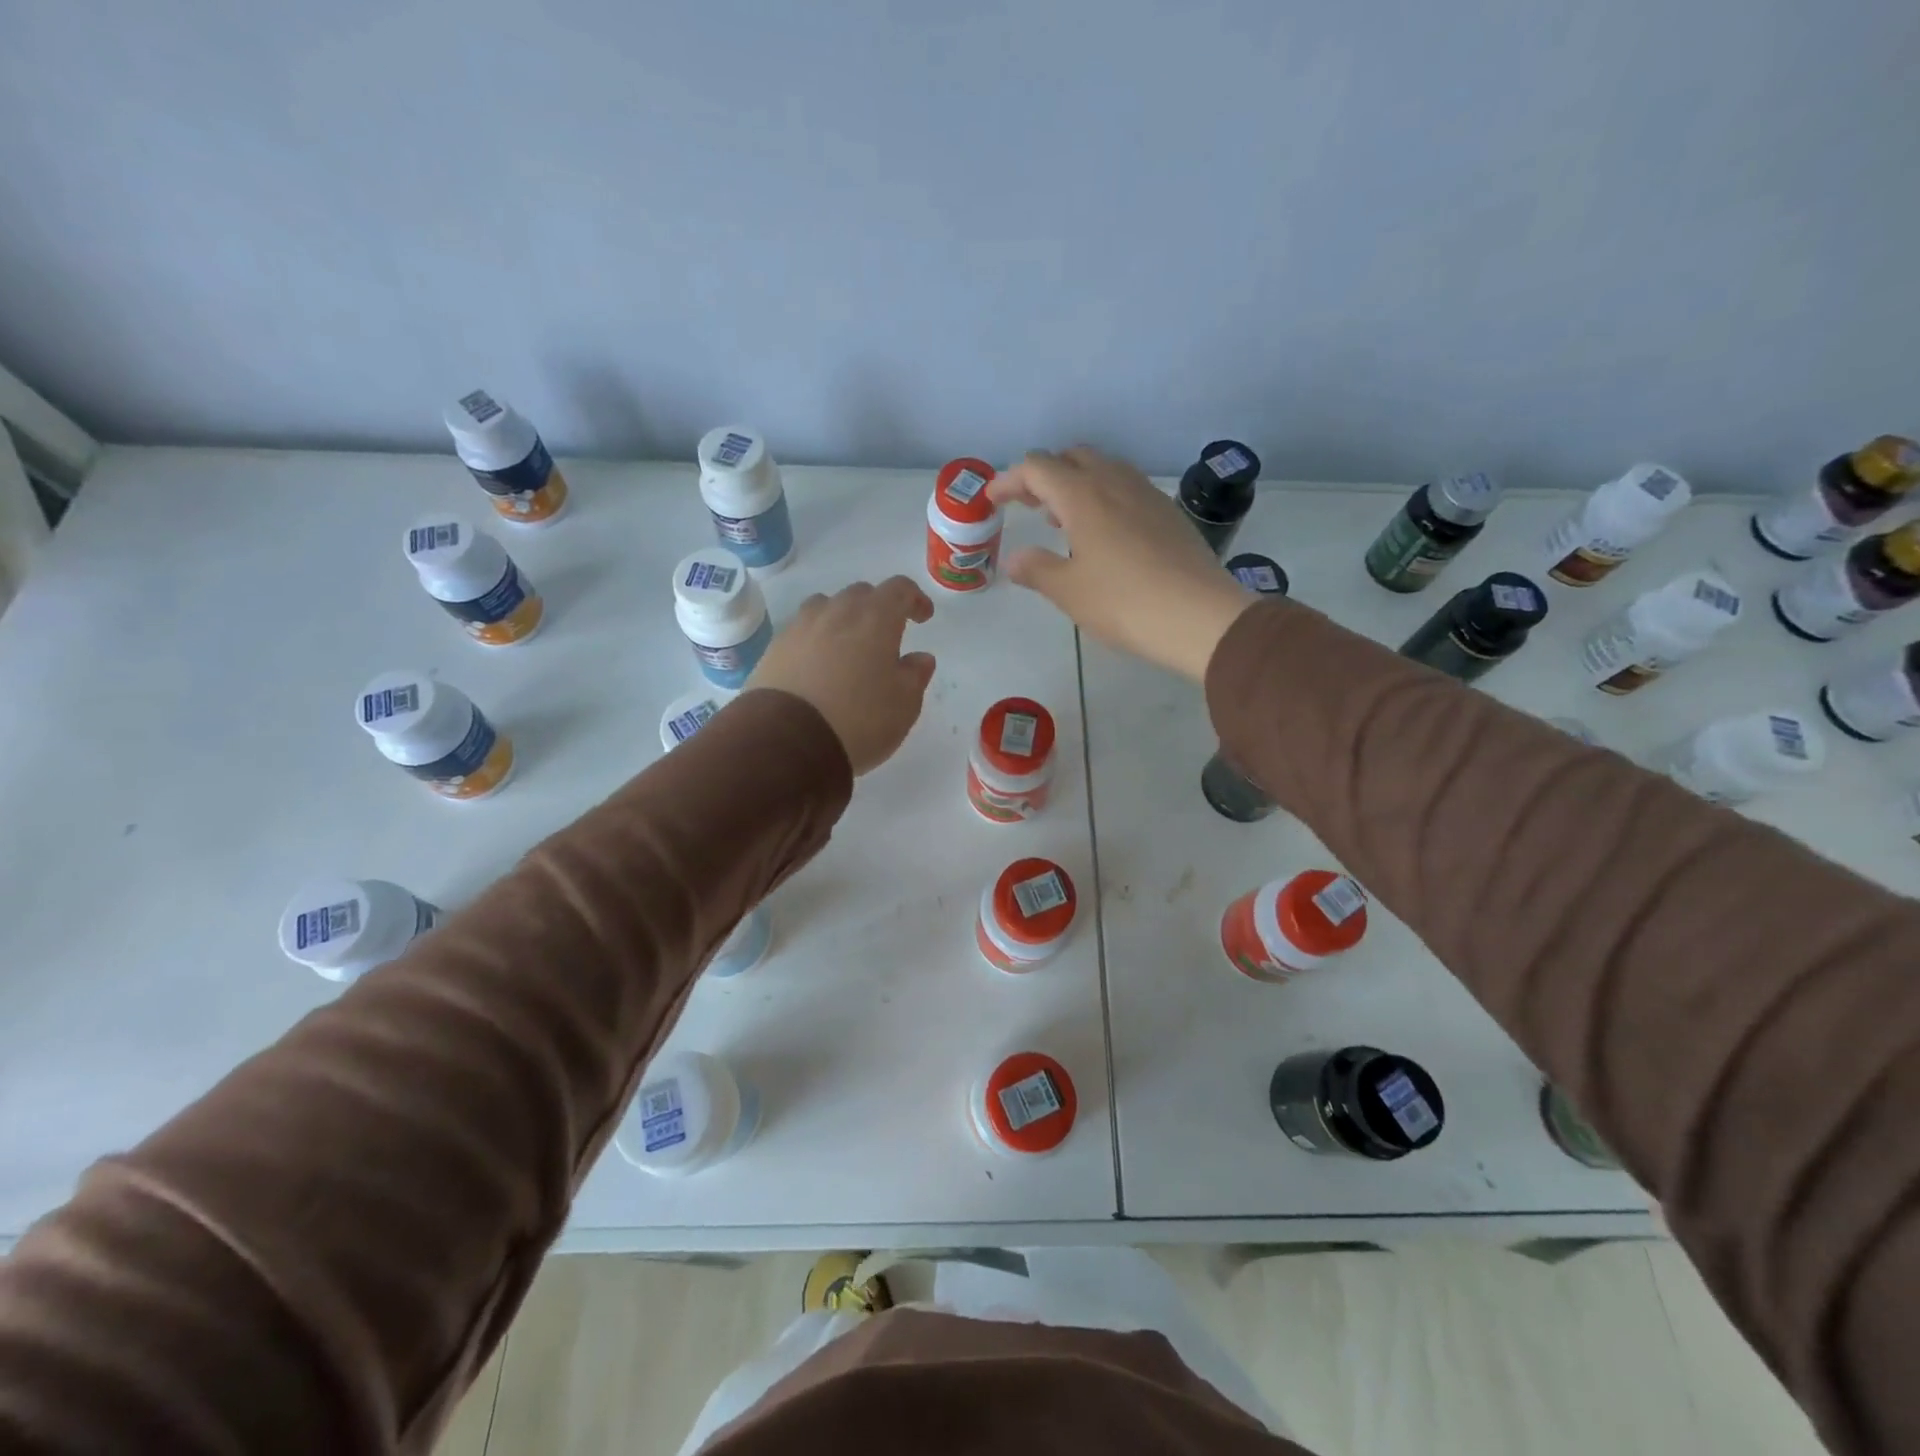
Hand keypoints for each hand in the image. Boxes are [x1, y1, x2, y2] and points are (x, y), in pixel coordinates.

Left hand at [747, 577, 936, 774]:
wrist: (788, 741)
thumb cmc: (859, 719)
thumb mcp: (904, 705)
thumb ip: (916, 675)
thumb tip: (920, 658)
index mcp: (875, 618)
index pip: (899, 589)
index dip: (914, 599)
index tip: (922, 617)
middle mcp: (836, 612)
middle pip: (861, 594)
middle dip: (877, 608)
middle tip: (885, 637)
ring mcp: (801, 627)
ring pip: (826, 607)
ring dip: (842, 619)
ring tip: (848, 647)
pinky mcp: (775, 648)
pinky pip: (802, 631)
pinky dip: (815, 640)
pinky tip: (818, 667)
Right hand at [988, 446, 1257, 680]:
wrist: (1199, 616)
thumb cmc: (1124, 602)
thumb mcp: (1068, 591)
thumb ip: (1036, 569)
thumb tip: (1015, 558)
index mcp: (1083, 495)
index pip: (1037, 468)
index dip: (1009, 480)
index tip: (992, 500)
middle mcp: (1114, 482)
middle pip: (1071, 458)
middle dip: (1043, 475)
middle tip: (1027, 505)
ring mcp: (1146, 494)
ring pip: (1103, 469)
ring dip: (1075, 483)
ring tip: (1061, 518)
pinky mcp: (1168, 512)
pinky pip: (1126, 488)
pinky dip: (1103, 496)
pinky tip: (1103, 532)